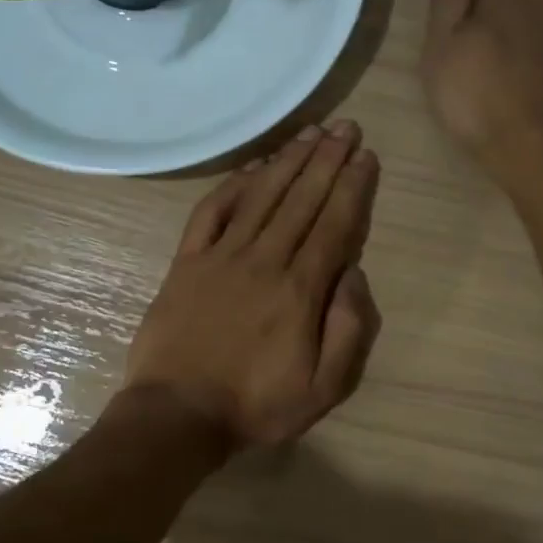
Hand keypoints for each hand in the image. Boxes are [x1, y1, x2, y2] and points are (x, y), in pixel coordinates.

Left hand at [124, 120, 382, 449]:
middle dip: (328, 159)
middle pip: (302, 199)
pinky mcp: (187, 262)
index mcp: (300, 290)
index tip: (366, 156)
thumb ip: (349, 330)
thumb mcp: (323, 388)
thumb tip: (355, 274)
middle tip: (346, 126)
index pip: (334, 224)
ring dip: (288, 160)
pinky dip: (234, 185)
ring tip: (310, 133)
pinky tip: (253, 167)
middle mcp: (264, 260)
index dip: (353, 187)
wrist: (176, 416)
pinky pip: (212, 211)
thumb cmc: (256, 405)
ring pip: (262, 195)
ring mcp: (221, 257)